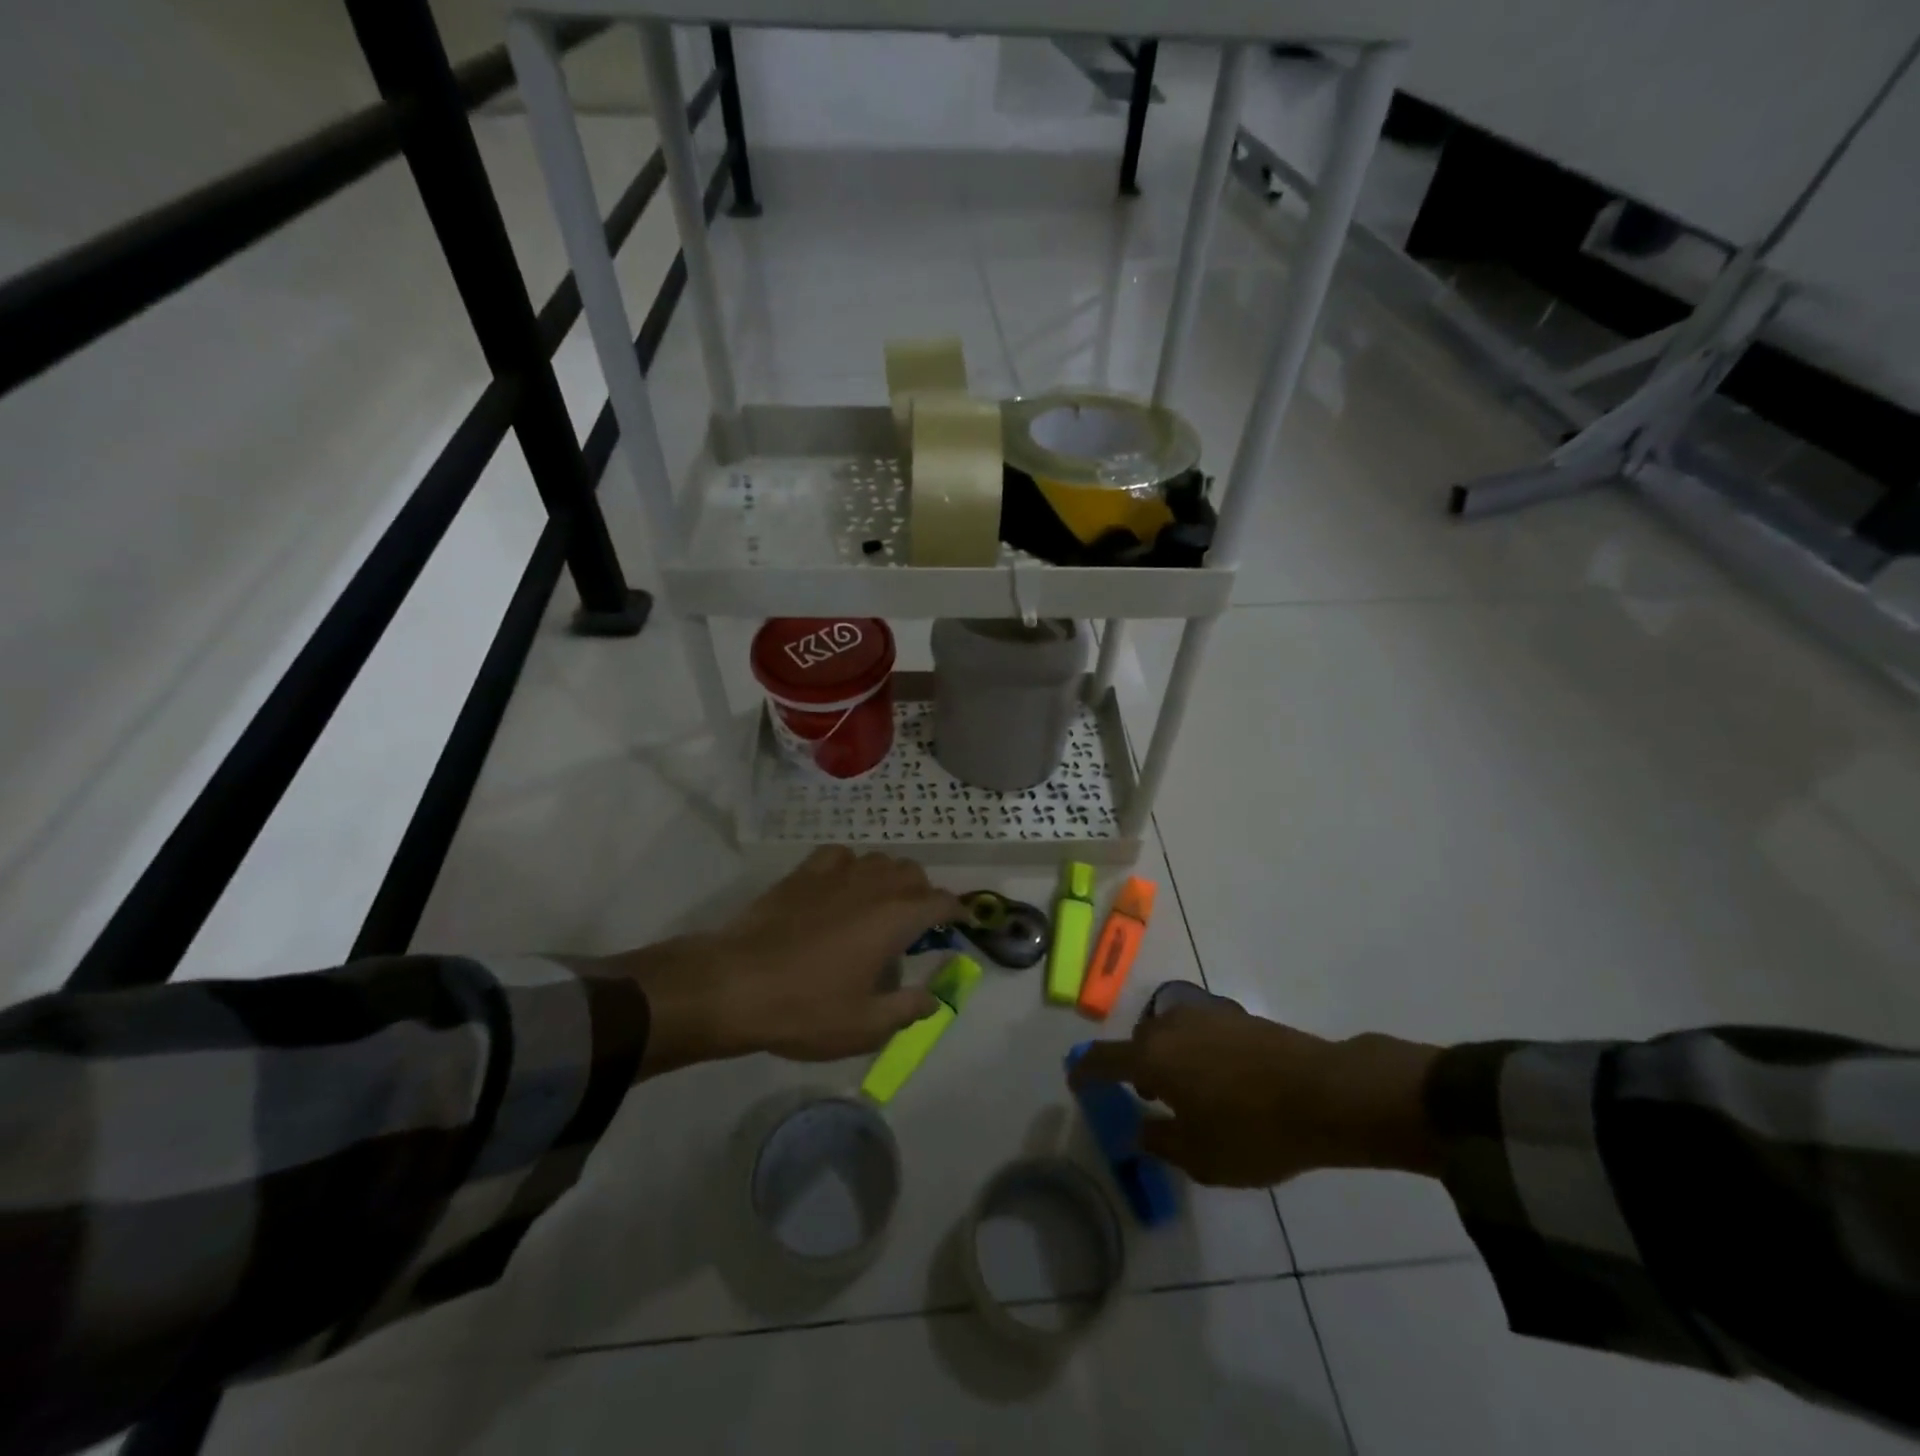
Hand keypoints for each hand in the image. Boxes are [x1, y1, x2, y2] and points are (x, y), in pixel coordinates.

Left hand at [611, 847, 963, 1075]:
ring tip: (880, 905)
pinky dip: (851, 866)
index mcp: (894, 919)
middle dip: (923, 893)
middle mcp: (872, 886)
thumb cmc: (805, 1008)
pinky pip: (840, 855)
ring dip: (889, 878)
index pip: (940, 902)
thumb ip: (908, 1009)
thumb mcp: (865, 1025)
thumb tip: (934, 999)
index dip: (957, 910)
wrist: (735, 984)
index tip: (962, 921)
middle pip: (912, 873)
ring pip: (878, 860)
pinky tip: (841, 887)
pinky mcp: (803, 874)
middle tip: (916, 925)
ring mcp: (835, 875)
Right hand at [1069, 1005, 1442, 1186]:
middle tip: (1148, 1100)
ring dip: (1168, 1058)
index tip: (1074, 1079)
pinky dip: (1197, 1052)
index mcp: (1151, 1057)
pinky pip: (1200, 1032)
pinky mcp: (1236, 1016)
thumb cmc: (1253, 1131)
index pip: (1103, 1059)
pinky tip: (1223, 1080)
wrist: (1325, 1093)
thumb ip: (1160, 1142)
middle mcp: (1170, 1025)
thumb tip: (1139, 1131)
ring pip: (1170, 1034)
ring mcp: (1205, 1015)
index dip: (1085, 1071)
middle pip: (1138, 1043)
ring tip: (1190, 1092)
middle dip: (1135, 1069)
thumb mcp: (1201, 1156)